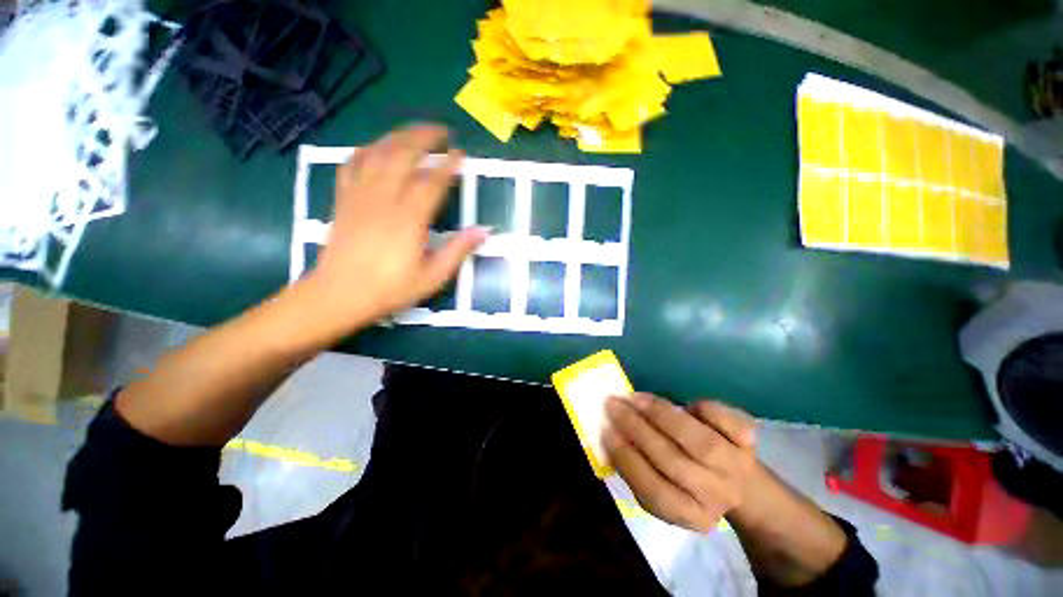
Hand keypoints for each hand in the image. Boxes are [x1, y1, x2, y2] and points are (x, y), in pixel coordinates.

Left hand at [299, 124, 487, 337]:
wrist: (339, 295)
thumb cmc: (390, 289)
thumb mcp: (432, 277)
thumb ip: (458, 251)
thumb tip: (484, 230)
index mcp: (409, 220)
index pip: (432, 182)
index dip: (448, 165)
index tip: (461, 154)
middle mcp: (384, 199)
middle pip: (403, 155)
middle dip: (424, 138)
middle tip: (442, 131)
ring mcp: (360, 196)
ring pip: (378, 153)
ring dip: (398, 137)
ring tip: (415, 133)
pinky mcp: (344, 199)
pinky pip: (353, 164)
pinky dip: (367, 150)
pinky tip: (377, 148)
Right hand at [604, 393, 757, 532]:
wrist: (741, 483)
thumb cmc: (688, 482)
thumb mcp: (662, 488)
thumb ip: (638, 468)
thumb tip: (609, 433)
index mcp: (692, 515)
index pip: (654, 492)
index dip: (627, 459)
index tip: (606, 430)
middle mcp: (716, 495)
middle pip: (673, 462)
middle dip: (637, 428)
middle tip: (614, 404)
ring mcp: (737, 468)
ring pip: (698, 440)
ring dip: (662, 415)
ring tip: (636, 397)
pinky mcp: (749, 442)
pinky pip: (727, 421)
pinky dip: (705, 409)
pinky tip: (687, 404)